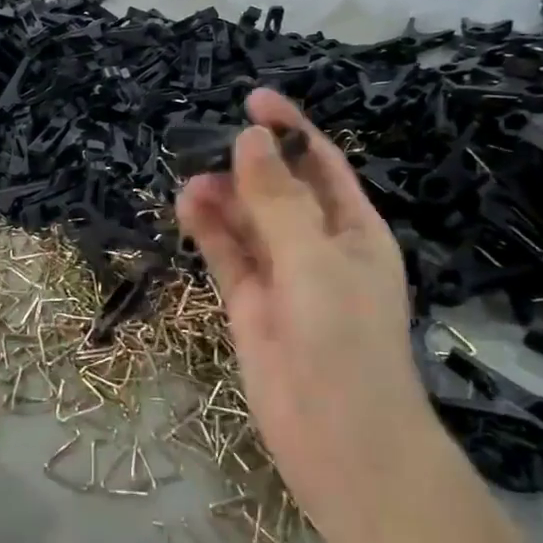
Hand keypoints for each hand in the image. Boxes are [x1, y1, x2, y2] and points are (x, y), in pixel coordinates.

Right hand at [175, 89, 431, 542]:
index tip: (254, 99)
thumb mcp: (314, 259)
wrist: (340, 443)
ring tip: (192, 179)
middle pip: (280, 189)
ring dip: (223, 196)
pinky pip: (227, 255)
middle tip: (208, 143)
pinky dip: (208, 229)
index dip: (291, 129)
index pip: (321, 165)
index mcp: (355, 231)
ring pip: (248, 222)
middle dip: (249, 164)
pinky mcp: (249, 305)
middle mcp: (319, 247)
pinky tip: (187, 205)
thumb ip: (277, 198)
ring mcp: (282, 277)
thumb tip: (248, 137)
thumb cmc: (344, 341)